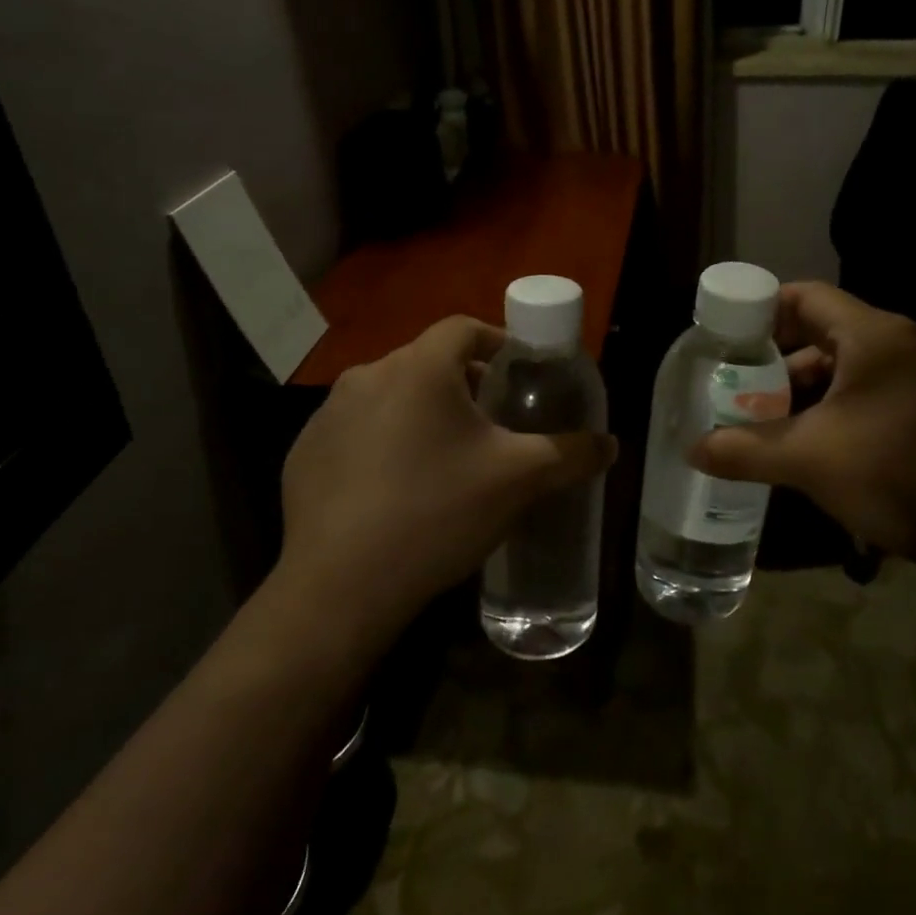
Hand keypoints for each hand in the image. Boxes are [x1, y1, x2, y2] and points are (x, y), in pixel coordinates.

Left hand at [274, 316, 616, 648]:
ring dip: (421, 411)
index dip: (497, 342)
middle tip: (491, 421)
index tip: (519, 372)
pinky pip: (356, 430)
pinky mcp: (305, 451)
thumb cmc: (437, 513)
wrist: (340, 586)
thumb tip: (610, 444)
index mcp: (419, 368)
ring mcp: (328, 414)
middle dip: (463, 382)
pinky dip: (382, 441)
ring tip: (445, 456)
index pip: (464, 328)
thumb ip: (570, 454)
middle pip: (426, 361)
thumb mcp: (517, 480)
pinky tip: (397, 487)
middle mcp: (367, 376)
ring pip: (390, 395)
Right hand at [690, 283, 915, 575]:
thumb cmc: (899, 477)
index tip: (724, 339)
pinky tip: (811, 443)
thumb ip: (745, 450)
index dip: (760, 311)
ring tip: (765, 421)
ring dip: (804, 390)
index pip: (805, 297)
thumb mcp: (811, 461)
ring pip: (847, 368)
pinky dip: (835, 408)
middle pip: (823, 332)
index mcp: (875, 336)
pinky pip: (871, 392)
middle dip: (775, 361)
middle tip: (735, 388)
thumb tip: (692, 450)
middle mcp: (903, 343)